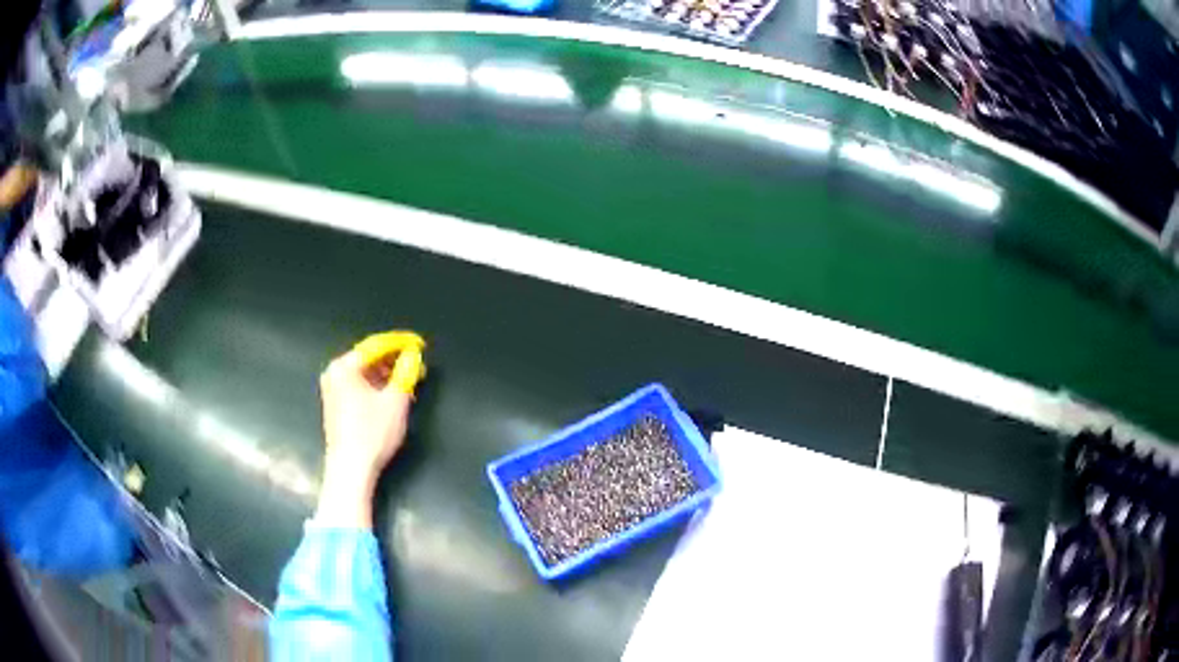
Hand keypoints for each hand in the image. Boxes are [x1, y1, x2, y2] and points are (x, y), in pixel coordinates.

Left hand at [315, 350, 412, 527]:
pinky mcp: (336, 406)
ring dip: (387, 375)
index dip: (400, 343)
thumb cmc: (372, 434)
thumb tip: (413, 356)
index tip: (419, 344)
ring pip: (364, 374)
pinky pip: (359, 387)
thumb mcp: (396, 401)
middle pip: (368, 359)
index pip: (376, 346)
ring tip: (409, 380)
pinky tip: (393, 395)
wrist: (351, 469)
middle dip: (394, 360)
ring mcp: (332, 390)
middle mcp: (334, 374)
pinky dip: (377, 387)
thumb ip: (406, 373)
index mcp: (344, 367)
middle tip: (416, 364)